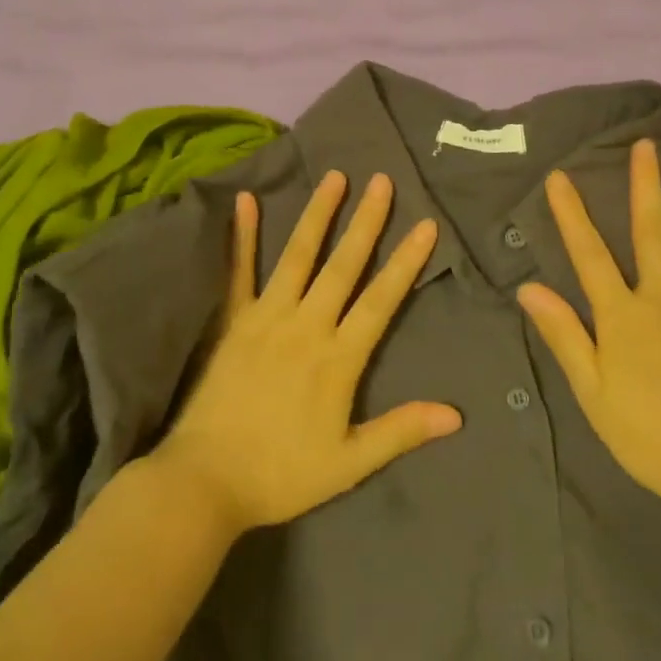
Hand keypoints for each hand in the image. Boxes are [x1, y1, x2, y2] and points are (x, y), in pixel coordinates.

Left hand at [150, 170, 462, 536]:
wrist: (204, 482)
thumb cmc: (281, 474)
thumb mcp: (349, 463)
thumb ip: (401, 431)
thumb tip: (456, 415)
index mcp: (337, 358)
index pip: (380, 301)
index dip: (405, 262)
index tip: (425, 225)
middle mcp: (306, 326)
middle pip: (343, 266)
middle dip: (366, 222)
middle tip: (382, 181)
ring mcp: (266, 317)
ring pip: (298, 257)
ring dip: (318, 215)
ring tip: (334, 177)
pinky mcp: (233, 321)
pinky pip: (238, 272)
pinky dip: (243, 236)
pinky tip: (245, 201)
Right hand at [516, 139, 660, 519]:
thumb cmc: (648, 435)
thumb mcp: (592, 391)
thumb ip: (564, 334)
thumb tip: (529, 288)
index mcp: (623, 316)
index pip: (589, 254)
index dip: (572, 214)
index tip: (559, 177)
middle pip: (651, 231)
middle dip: (645, 185)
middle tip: (644, 143)